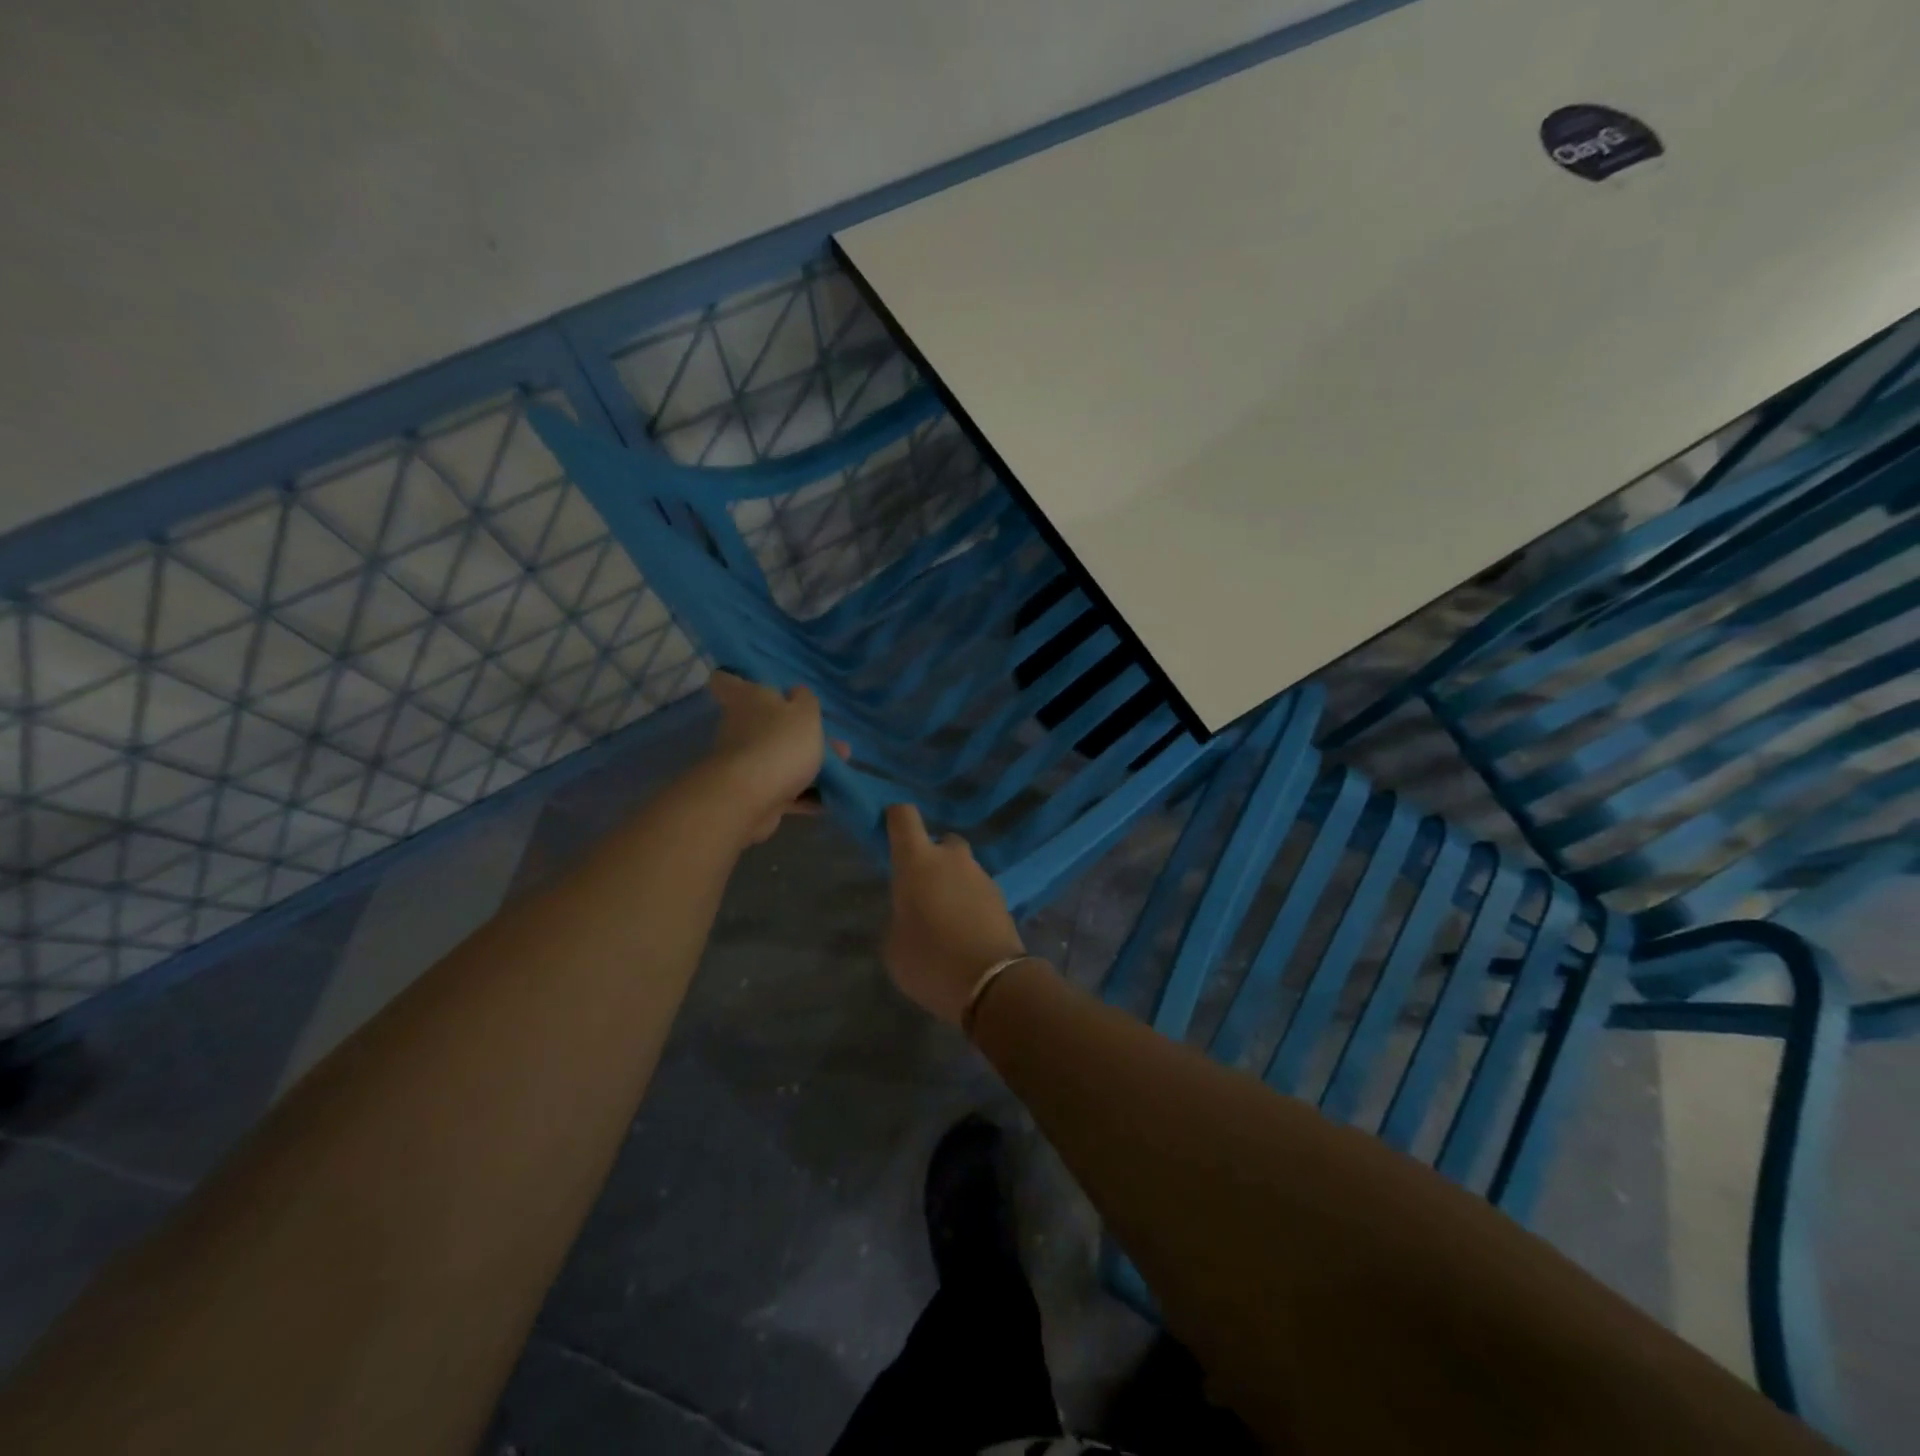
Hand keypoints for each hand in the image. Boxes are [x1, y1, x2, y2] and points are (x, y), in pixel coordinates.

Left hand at [701, 671, 845, 844]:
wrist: (751, 798)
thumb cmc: (780, 742)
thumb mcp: (805, 713)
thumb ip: (806, 700)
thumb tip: (796, 693)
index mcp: (747, 699)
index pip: (727, 680)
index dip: (737, 679)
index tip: (754, 684)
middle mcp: (740, 727)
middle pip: (765, 723)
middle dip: (797, 732)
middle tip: (831, 740)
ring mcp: (744, 762)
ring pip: (778, 757)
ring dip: (806, 764)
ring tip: (840, 769)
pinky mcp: (752, 793)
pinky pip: (782, 790)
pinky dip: (803, 794)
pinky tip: (828, 798)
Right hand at [882, 803, 1031, 1025]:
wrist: (992, 983)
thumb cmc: (930, 961)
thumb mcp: (895, 946)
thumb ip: (900, 918)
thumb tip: (913, 915)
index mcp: (918, 861)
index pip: (904, 817)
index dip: (895, 817)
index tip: (888, 828)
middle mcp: (952, 859)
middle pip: (941, 842)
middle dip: (931, 858)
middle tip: (922, 889)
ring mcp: (981, 876)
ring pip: (962, 868)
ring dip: (953, 883)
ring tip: (944, 918)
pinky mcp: (1002, 897)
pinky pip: (978, 890)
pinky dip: (970, 902)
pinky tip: (964, 931)